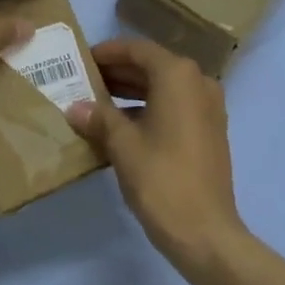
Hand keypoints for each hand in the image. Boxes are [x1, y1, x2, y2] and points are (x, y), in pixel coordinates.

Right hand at [67, 38, 245, 276]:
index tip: (82, 59)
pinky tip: (120, 127)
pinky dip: (148, 109)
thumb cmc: (162, 180)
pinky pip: (174, 107)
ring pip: (163, 88)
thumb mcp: (122, 145)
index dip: (107, 52)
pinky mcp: (209, 133)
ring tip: (96, 102)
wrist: (207, 235)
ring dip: (131, 91)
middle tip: (84, 80)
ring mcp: (208, 109)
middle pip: (152, 66)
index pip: (137, 49)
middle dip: (118, 72)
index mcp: (178, 76)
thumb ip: (98, 117)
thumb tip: (75, 107)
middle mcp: (198, 83)